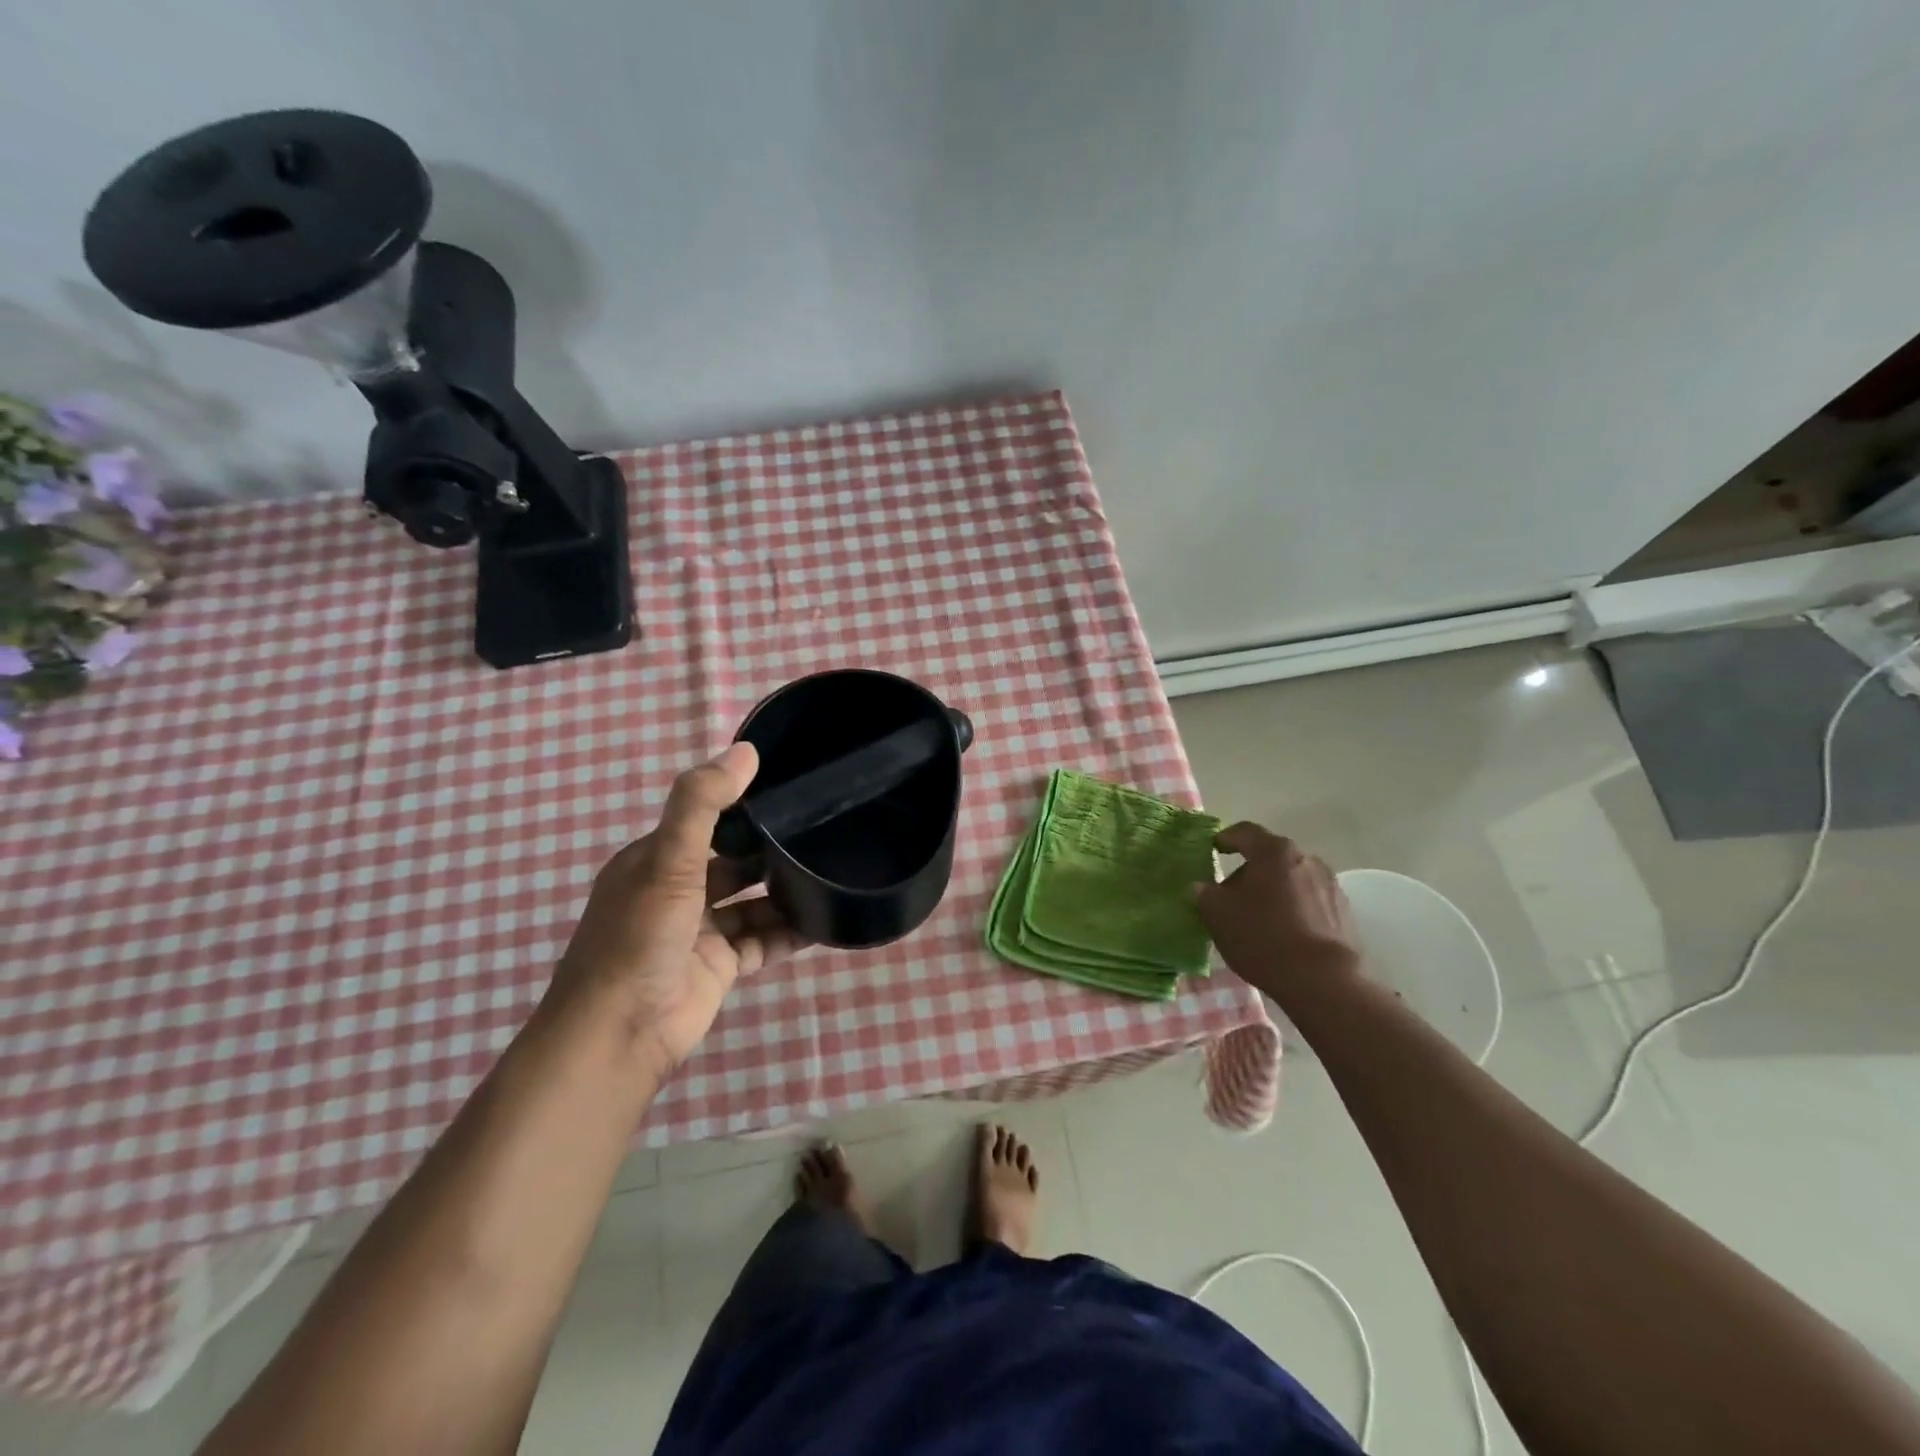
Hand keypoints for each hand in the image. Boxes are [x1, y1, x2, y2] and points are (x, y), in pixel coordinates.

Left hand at [552, 743, 803, 1079]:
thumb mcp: (667, 861)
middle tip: (826, 828)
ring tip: (833, 869)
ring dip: (786, 891)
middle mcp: (678, 891)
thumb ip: (702, 803)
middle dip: (772, 848)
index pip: (706, 819)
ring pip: (753, 902)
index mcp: (655, 860)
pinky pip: (764, 940)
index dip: (744, 804)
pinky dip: (791, 931)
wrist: (620, 1035)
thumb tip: (746, 750)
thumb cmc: (639, 939)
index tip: (792, 788)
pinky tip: (827, 919)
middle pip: (735, 861)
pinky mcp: (721, 966)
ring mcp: (701, 931)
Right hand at [1195, 823, 1359, 1006]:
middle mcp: (1307, 859)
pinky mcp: (1344, 913)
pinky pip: (1310, 902)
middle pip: (1270, 858)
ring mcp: (1330, 886)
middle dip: (1249, 872)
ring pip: (1292, 880)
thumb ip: (1204, 893)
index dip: (1225, 838)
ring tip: (1259, 918)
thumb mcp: (1217, 914)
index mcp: (1274, 852)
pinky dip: (1294, 909)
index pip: (1244, 832)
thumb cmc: (1263, 937)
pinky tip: (1283, 934)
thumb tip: (1201, 887)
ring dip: (1274, 891)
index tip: (1213, 850)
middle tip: (1231, 895)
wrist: (1322, 981)